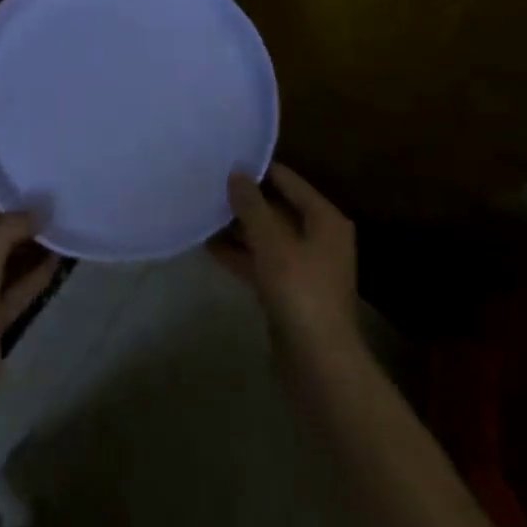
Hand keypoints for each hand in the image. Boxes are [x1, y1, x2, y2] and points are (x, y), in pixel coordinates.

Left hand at [0, 203, 59, 407]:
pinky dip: (35, 277)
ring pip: (6, 265)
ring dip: (30, 251)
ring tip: (60, 232)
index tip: (30, 197)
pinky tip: (58, 263)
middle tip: (52, 213)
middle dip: (19, 227)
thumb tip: (42, 208)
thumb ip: (13, 224)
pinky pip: (16, 291)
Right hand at [210, 163, 359, 364]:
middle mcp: (319, 239)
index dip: (257, 170)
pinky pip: (260, 263)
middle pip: (276, 208)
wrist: (318, 367)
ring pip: (266, 237)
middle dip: (243, 200)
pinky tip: (208, 247)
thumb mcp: (271, 242)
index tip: (223, 159)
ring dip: (237, 228)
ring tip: (202, 212)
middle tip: (208, 185)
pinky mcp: (289, 293)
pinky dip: (239, 254)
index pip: (288, 181)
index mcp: (324, 220)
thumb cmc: (300, 293)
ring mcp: (304, 268)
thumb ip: (252, 205)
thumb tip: (236, 173)